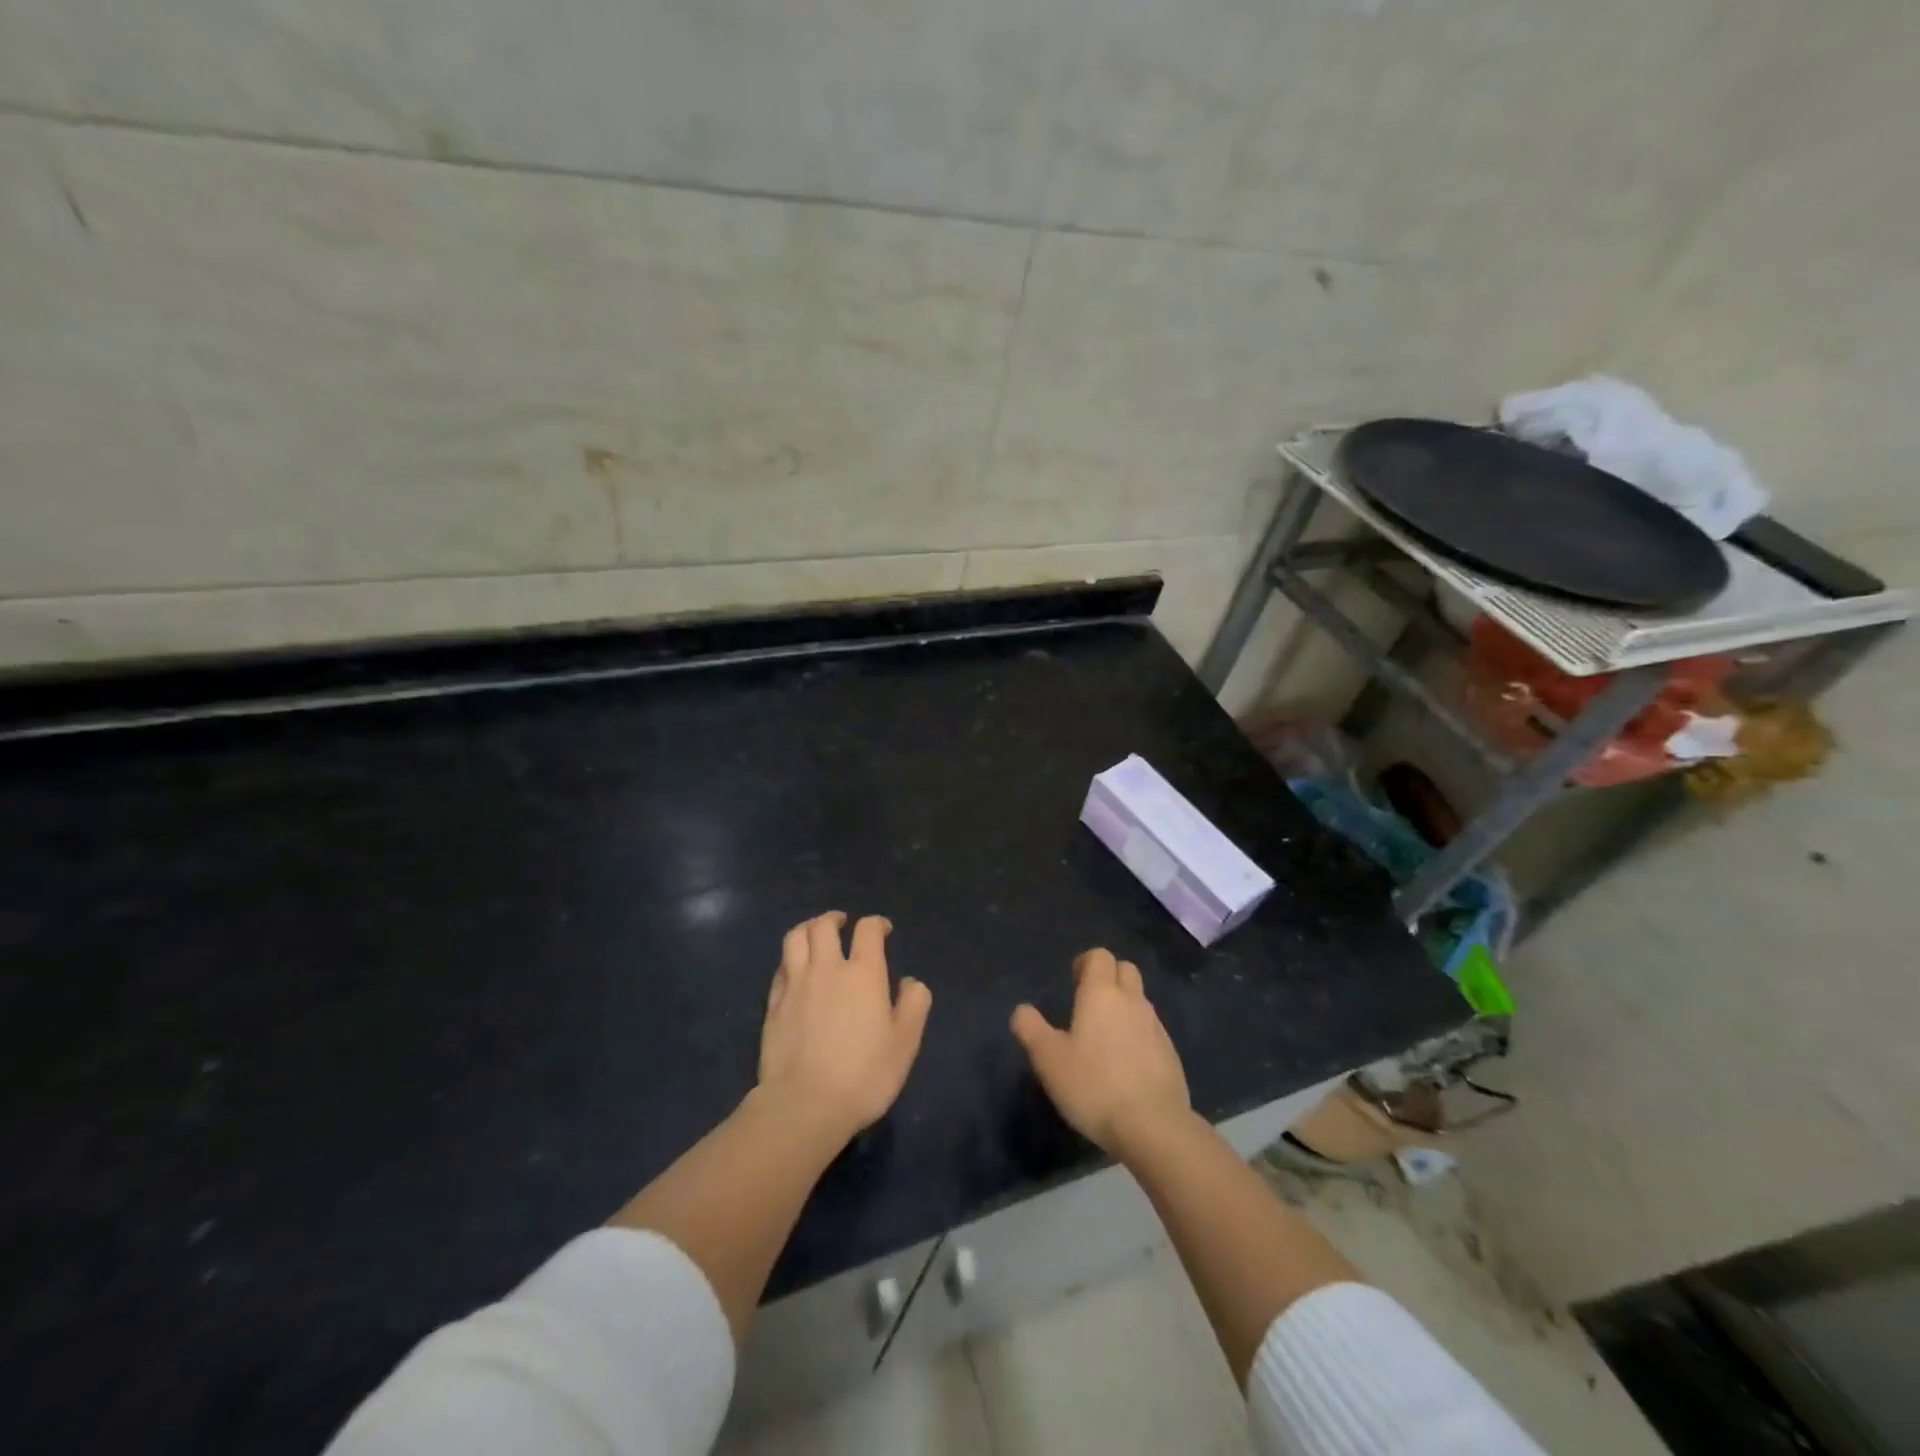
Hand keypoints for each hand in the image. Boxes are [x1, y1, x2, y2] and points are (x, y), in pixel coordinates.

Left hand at [757, 911, 931, 1143]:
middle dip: (835, 918)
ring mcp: (795, 985)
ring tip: (815, 935)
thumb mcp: (905, 1042)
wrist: (805, 1105)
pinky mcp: (773, 1005)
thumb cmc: (864, 1074)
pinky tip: (795, 970)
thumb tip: (909, 982)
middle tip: (843, 924)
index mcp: (863, 973)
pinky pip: (780, 968)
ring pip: (795, 938)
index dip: (876, 923)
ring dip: (807, 929)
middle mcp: (827, 969)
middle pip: (824, 926)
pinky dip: (790, 960)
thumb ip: (913, 1005)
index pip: (868, 930)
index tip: (883, 930)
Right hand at [1010, 948, 1190, 1153]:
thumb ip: (1031, 1029)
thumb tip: (1022, 1010)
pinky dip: (1138, 1035)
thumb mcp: (1049, 1059)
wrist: (1154, 1126)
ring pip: (1140, 1000)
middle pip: (1125, 969)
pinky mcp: (1170, 1054)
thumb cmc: (1094, 1085)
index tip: (1073, 982)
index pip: (1100, 956)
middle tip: (1088, 1004)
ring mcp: (1156, 1027)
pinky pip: (1151, 1030)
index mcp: (1102, 993)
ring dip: (1124, 1007)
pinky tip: (1125, 1064)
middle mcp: (1132, 1001)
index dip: (1086, 963)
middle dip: (1109, 977)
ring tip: (1104, 1037)